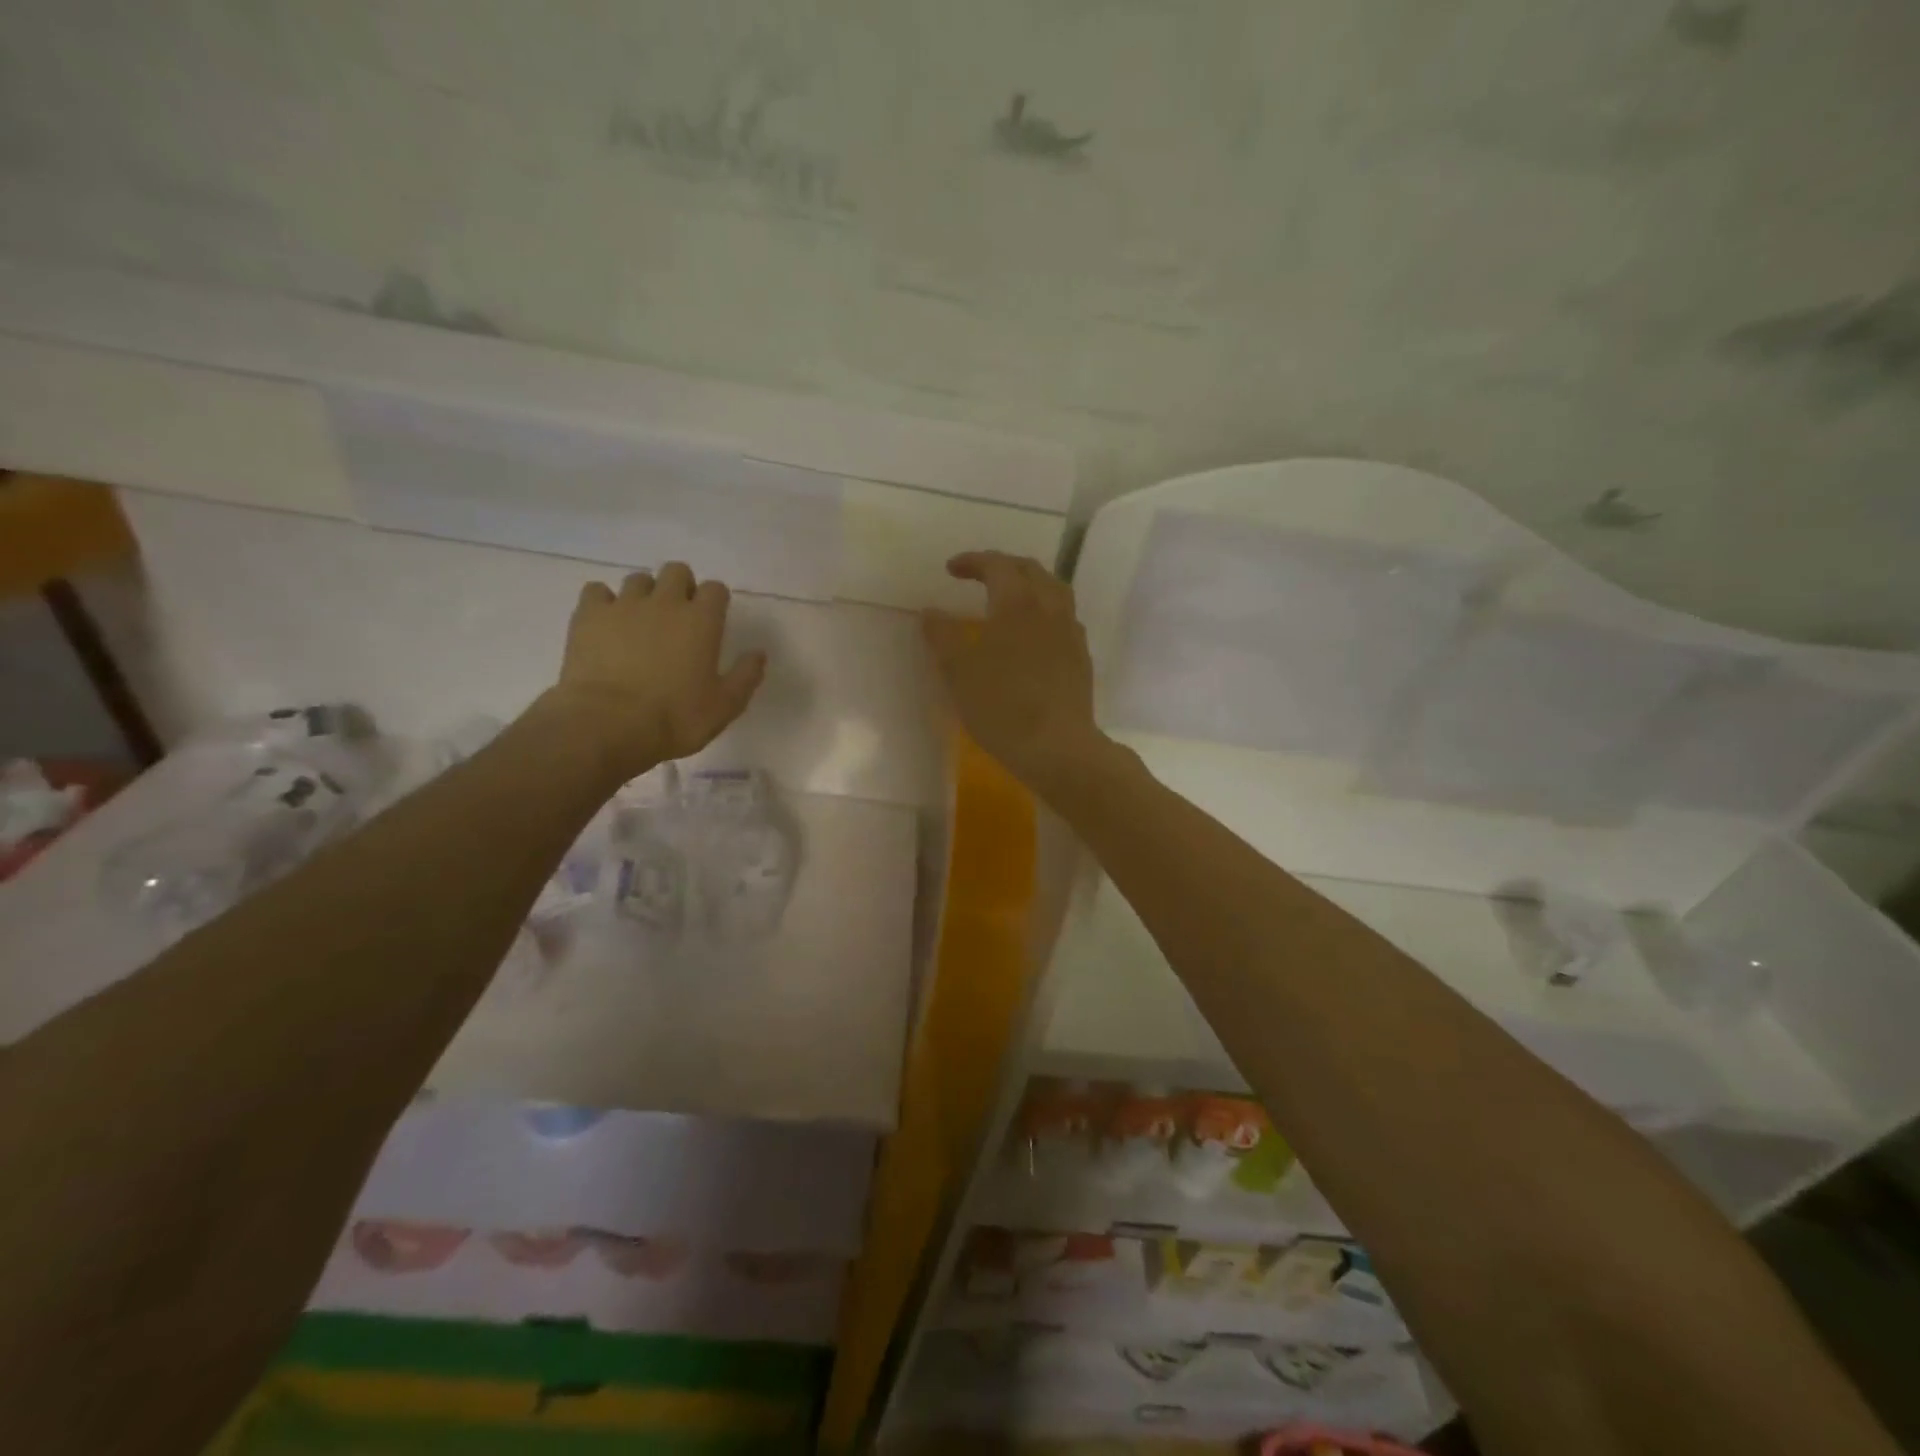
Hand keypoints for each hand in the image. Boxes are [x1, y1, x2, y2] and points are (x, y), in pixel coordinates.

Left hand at [546, 562, 766, 781]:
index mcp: (702, 621)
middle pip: (677, 571)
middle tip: (678, 617)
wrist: (608, 725)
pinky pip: (597, 591)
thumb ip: (746, 676)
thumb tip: (759, 653)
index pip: (715, 589)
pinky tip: (606, 623)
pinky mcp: (589, 615)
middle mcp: (665, 602)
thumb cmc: (675, 718)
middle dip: (681, 587)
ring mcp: (624, 605)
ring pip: (638, 579)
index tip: (712, 620)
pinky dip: (603, 602)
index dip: (715, 601)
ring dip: (644, 594)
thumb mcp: (725, 706)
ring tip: (641, 621)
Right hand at [923, 551, 1110, 795]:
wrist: (1057, 746)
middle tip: (980, 575)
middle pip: (1030, 570)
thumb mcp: (958, 671)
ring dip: (1030, 584)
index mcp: (1017, 602)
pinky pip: (1064, 618)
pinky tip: (1034, 633)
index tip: (951, 569)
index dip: (973, 561)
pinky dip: (1045, 611)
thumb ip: (942, 636)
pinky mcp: (1081, 657)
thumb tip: (930, 612)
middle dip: (1003, 566)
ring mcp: (1071, 632)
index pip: (996, 565)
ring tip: (1011, 597)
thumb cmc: (1001, 705)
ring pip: (1054, 590)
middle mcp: (1049, 607)